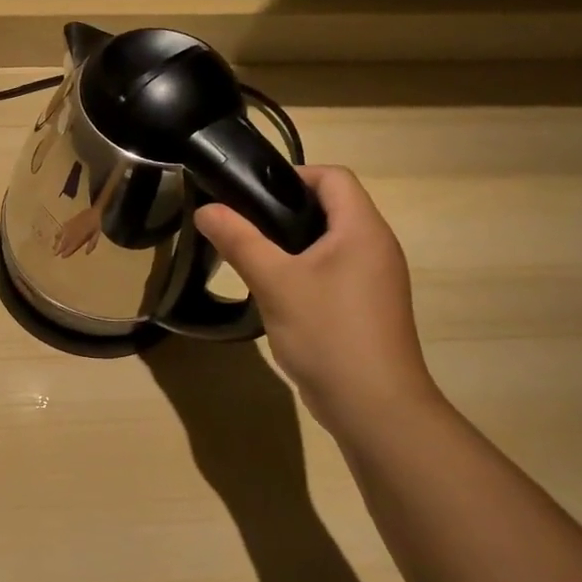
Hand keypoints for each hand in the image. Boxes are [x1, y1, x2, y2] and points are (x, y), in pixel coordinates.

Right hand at [195, 166, 440, 432]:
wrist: (374, 406)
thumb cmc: (327, 332)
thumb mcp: (274, 282)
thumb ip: (239, 240)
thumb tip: (205, 209)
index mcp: (362, 230)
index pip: (333, 177)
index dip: (292, 175)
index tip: (250, 194)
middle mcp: (376, 247)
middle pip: (331, 207)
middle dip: (284, 209)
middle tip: (241, 224)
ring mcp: (375, 279)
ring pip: (330, 241)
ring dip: (291, 242)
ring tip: (251, 256)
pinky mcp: (367, 306)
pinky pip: (333, 270)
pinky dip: (304, 269)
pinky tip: (274, 291)